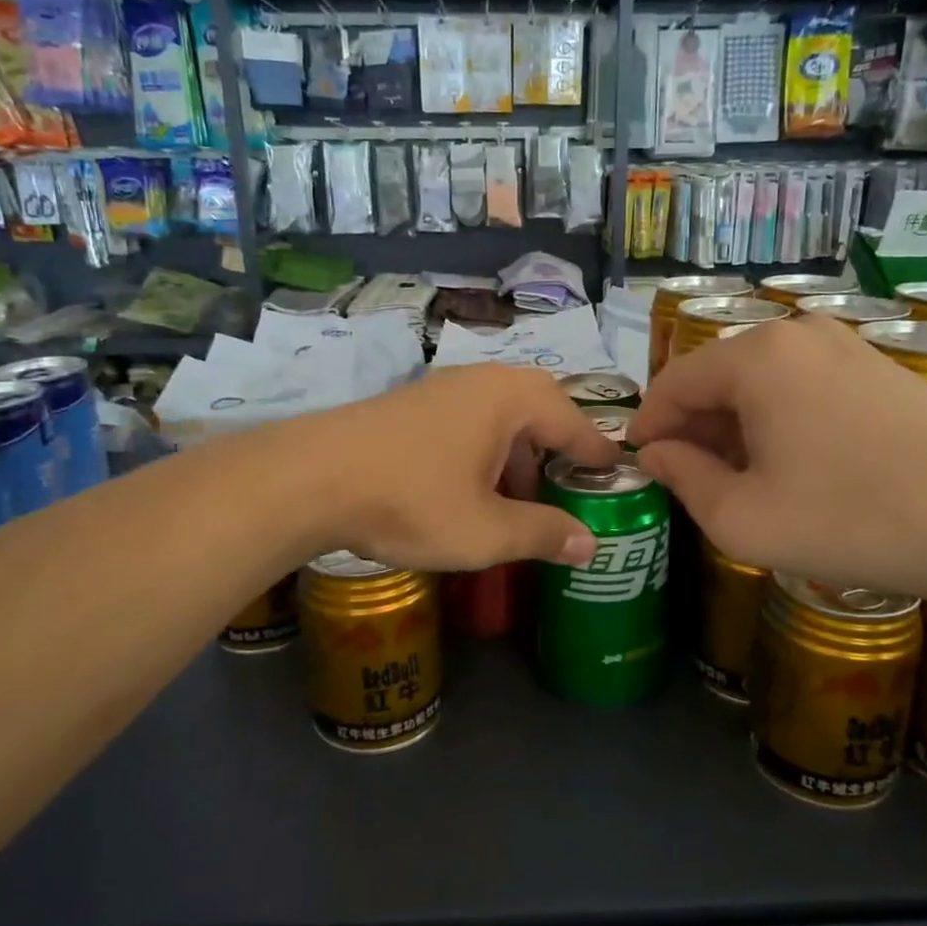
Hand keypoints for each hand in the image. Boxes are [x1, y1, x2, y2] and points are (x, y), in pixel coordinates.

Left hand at [286, 363, 618, 570]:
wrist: (309, 479)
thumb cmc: (411, 501)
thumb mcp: (486, 531)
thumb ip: (543, 534)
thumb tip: (591, 544)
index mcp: (511, 399)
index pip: (574, 422)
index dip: (597, 453)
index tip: (617, 473)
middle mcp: (482, 381)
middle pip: (539, 408)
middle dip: (556, 450)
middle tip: (567, 487)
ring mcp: (442, 387)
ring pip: (501, 415)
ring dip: (518, 453)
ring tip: (518, 499)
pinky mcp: (411, 403)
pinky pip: (469, 420)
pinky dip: (485, 450)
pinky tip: (470, 488)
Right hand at [630, 315, 926, 602]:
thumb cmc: (850, 521)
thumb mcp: (742, 518)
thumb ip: (683, 479)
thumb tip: (657, 454)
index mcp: (757, 357)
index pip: (675, 382)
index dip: (649, 424)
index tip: (640, 462)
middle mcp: (798, 333)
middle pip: (719, 376)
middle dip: (695, 426)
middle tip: (690, 478)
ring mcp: (847, 345)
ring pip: (763, 381)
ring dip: (738, 425)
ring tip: (741, 478)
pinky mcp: (882, 367)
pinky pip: (805, 385)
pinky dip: (782, 418)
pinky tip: (797, 465)